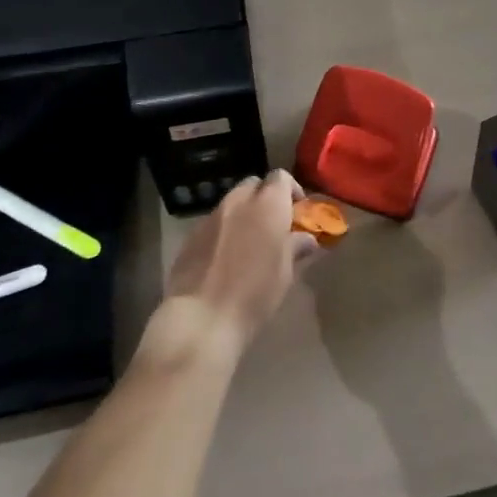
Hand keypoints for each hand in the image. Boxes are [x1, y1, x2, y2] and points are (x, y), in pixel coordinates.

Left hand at [152, 170, 317, 363]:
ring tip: (248, 243)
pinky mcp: (190, 235)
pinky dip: (224, 230)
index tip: (297, 212)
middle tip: (273, 225)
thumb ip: (296, 248)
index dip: (291, 190)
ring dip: (243, 214)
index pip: (281, 177)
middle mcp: (238, 201)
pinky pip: (213, 222)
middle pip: (254, 185)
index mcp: (268, 205)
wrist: (201, 319)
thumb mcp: (285, 273)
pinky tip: (224, 258)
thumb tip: (306, 239)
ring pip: (232, 202)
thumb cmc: (254, 294)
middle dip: (265, 198)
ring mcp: (211, 216)